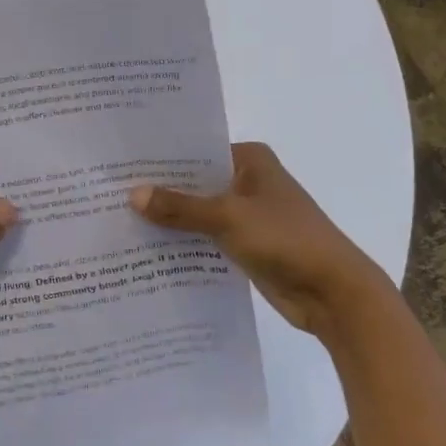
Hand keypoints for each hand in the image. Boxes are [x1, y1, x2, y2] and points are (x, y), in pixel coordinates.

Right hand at [129, 142, 390, 336]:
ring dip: (170, 219)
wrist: (334, 294)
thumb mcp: (227, 217)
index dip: (160, 159)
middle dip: (160, 191)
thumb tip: (132, 195)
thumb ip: (179, 207)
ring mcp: (247, 214)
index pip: (195, 151)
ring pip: (198, 211)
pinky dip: (184, 242)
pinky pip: (205, 237)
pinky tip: (148, 248)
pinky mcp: (245, 244)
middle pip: (194, 182)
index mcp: (250, 160)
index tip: (120, 165)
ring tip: (120, 220)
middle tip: (110, 193)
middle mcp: (248, 181)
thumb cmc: (286, 239)